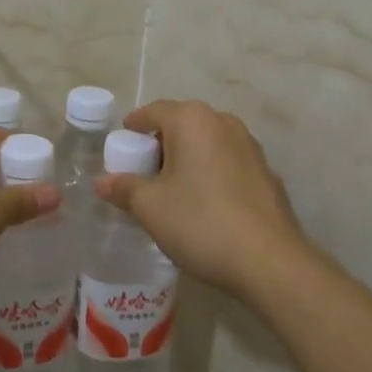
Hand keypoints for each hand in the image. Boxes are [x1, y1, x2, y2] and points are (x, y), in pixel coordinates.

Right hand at [94, 100, 308, 299]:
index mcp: (192, 120)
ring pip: (207, 143)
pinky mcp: (266, 172)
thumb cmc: (200, 222)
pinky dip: (211, 173)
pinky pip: (227, 162)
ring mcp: (250, 146)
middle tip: (142, 172)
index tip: (121, 145)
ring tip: (173, 189)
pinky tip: (206, 204)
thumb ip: (123, 188)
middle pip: (182, 124)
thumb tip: (102, 181)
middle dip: (160, 144)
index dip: (133, 126)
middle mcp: (223, 122)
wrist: (269, 260)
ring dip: (188, 158)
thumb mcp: (151, 207)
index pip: (153, 111)